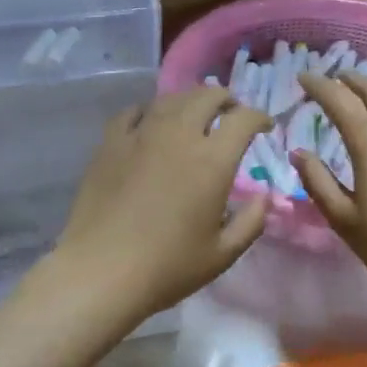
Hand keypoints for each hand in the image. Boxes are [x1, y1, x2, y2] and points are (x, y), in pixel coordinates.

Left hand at [54, 87, 272, 321]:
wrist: (101, 271)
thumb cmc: (167, 267)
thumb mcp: (222, 254)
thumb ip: (251, 221)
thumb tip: (264, 197)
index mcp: (212, 160)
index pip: (244, 119)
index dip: (260, 117)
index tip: (265, 127)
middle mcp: (179, 135)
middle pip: (208, 96)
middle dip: (227, 100)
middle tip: (231, 116)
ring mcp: (141, 135)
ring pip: (171, 99)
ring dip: (190, 102)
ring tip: (194, 117)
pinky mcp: (110, 143)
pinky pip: (133, 112)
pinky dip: (150, 111)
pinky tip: (150, 124)